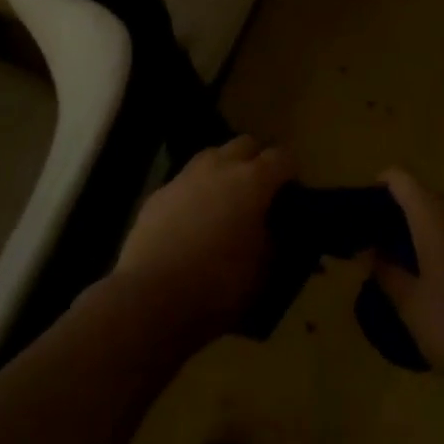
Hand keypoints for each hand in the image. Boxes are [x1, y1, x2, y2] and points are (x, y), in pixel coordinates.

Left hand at [112, 135, 294, 343]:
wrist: (151, 299)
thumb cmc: (218, 286)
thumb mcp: (263, 271)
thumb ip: (275, 241)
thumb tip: (275, 230)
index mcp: (253, 180)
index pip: (283, 158)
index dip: (290, 174)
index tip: (292, 195)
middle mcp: (220, 166)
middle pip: (246, 144)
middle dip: (257, 161)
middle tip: (259, 194)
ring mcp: (186, 175)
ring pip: (213, 156)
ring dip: (224, 171)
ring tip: (224, 203)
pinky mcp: (159, 193)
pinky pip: (185, 182)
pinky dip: (195, 193)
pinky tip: (191, 221)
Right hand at [375, 168, 443, 408]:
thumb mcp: (410, 306)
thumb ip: (385, 271)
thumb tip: (369, 251)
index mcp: (435, 216)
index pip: (401, 179)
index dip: (381, 186)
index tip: (366, 210)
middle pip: (426, 196)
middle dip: (404, 213)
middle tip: (385, 244)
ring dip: (430, 230)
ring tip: (415, 265)